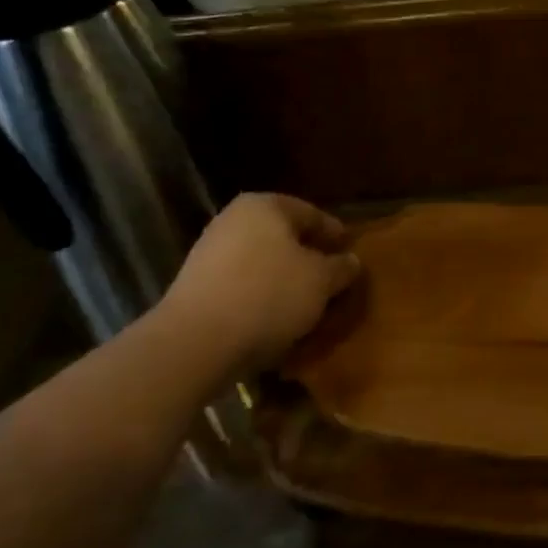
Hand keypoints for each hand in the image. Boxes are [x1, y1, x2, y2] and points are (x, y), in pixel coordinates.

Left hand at [153, 193, 361, 378]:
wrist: (196, 341)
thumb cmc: (269, 295)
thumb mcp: (321, 281)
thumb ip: (341, 267)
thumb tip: (351, 261)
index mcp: (265, 205)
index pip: (312, 214)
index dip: (335, 234)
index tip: (350, 253)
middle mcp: (234, 219)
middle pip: (284, 237)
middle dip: (307, 257)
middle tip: (331, 279)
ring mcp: (210, 252)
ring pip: (262, 262)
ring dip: (284, 280)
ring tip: (306, 304)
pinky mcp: (196, 286)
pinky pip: (241, 285)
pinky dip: (261, 297)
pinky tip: (275, 319)